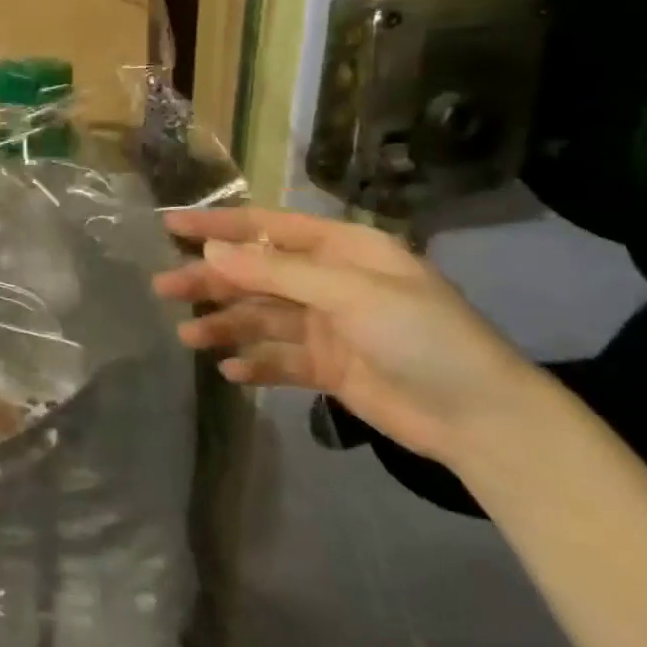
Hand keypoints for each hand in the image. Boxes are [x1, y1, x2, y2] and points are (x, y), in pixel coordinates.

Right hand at [154, 206, 545, 468]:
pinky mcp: (329, 368)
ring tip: (188, 337)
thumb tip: (211, 253)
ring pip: (261, 317)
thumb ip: (276, 272)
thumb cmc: (422, 337)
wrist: (484, 420)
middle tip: (163, 287)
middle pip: (256, 273)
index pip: (268, 227)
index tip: (170, 225)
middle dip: (211, 280)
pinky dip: (254, 363)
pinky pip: (279, 359)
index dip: (218, 225)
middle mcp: (330, 282)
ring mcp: (328, 326)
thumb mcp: (349, 294)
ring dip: (225, 324)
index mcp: (342, 250)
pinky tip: (230, 372)